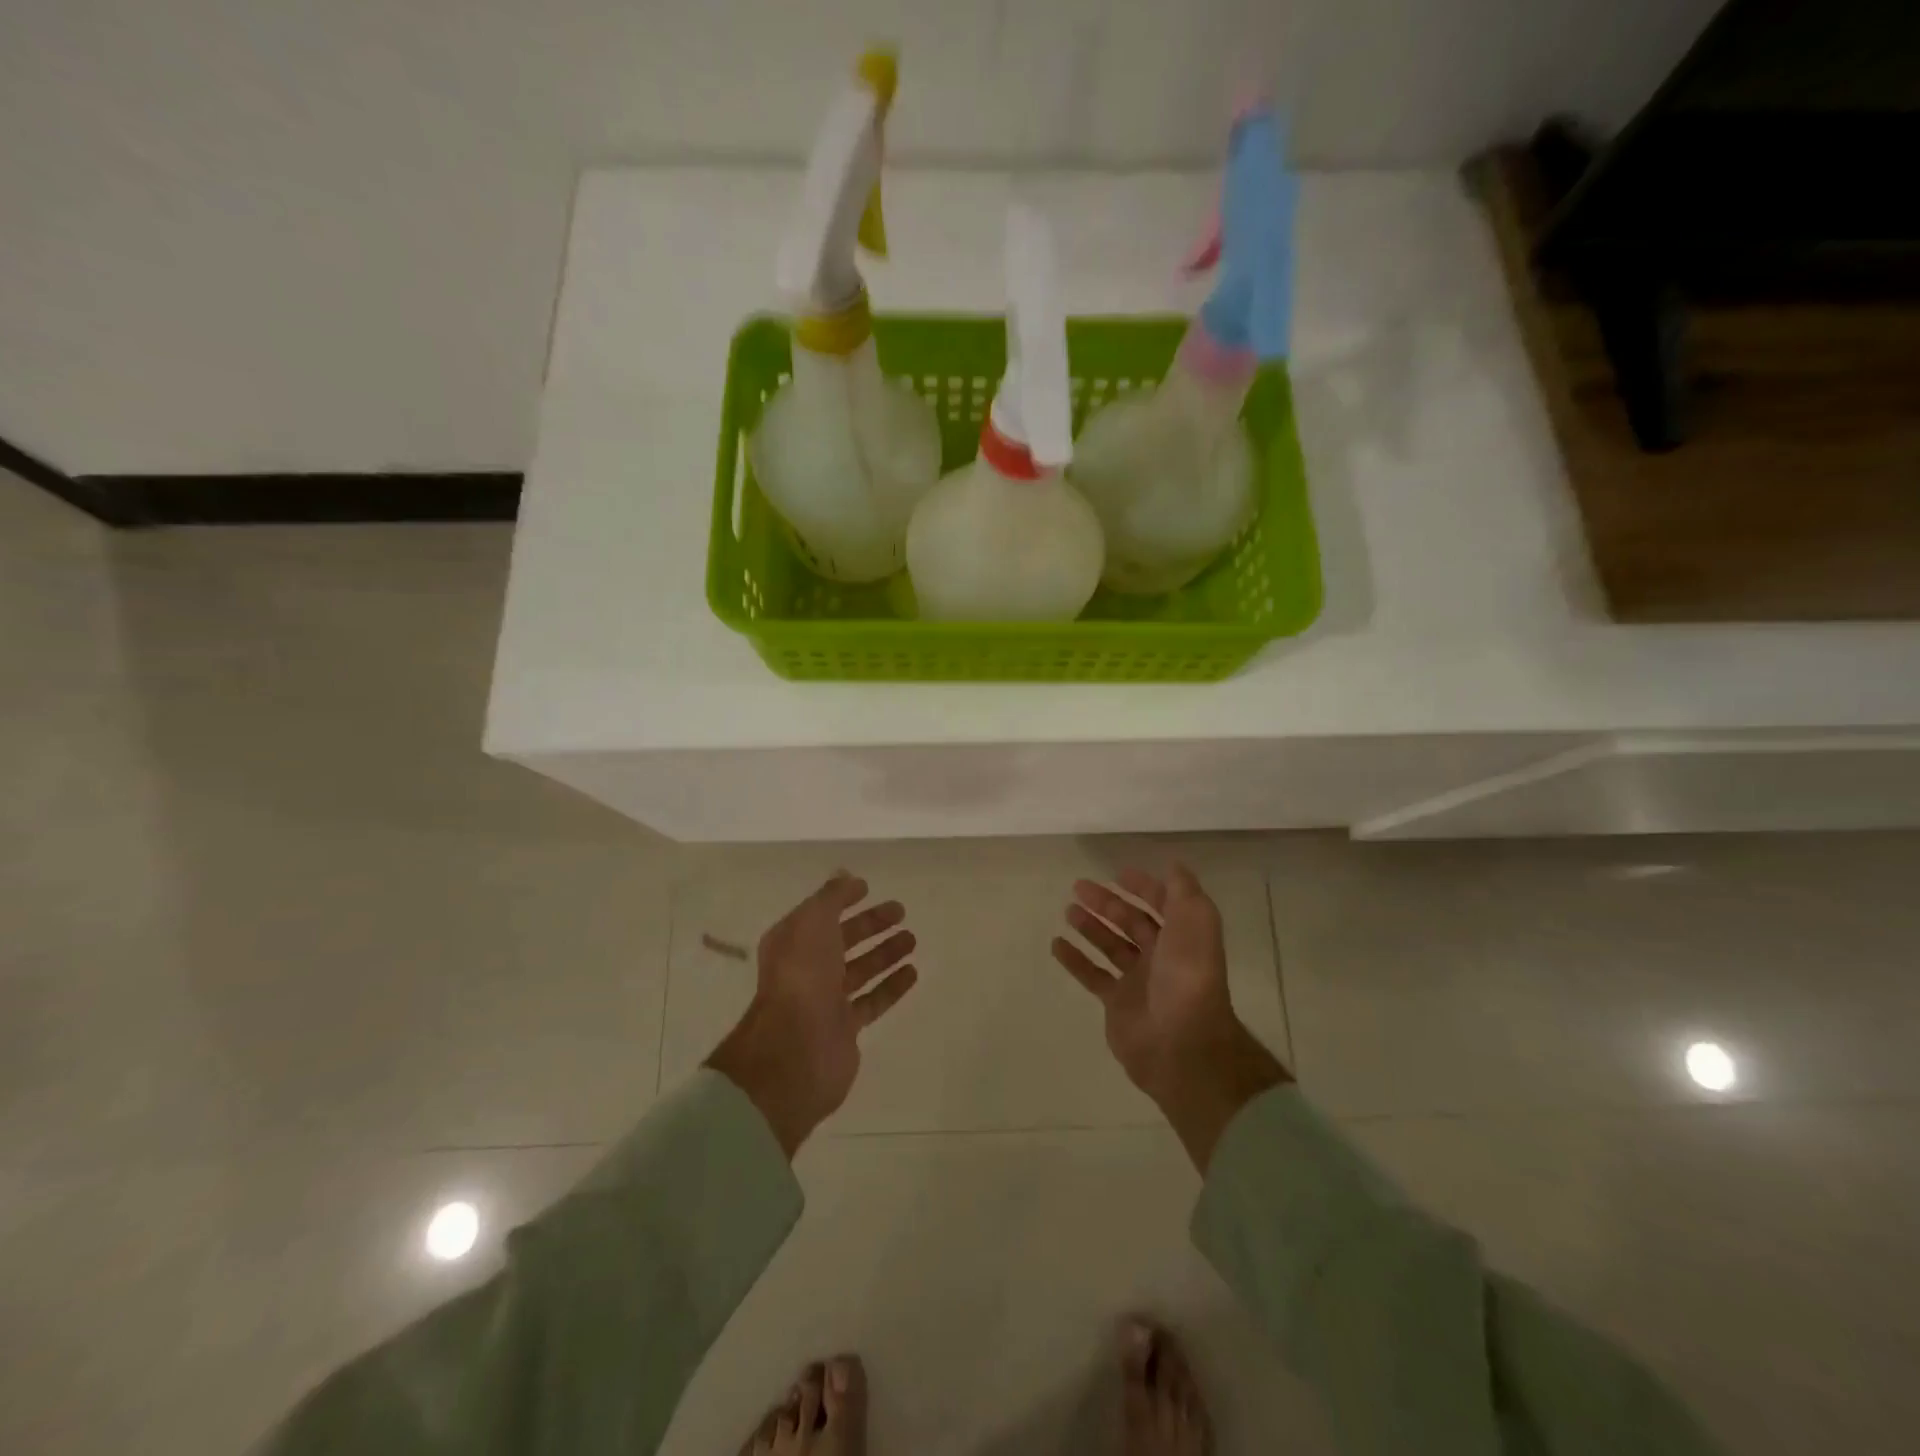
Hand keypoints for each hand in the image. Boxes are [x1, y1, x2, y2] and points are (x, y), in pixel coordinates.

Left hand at [707, 873, 917, 1157]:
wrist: (794, 1049)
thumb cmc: (801, 976)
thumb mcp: (812, 922)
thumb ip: (831, 897)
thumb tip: (845, 876)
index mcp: (793, 941)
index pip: (821, 914)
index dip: (842, 900)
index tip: (869, 888)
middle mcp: (806, 968)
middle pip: (842, 940)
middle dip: (871, 924)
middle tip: (901, 911)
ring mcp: (825, 1000)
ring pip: (860, 970)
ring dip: (885, 953)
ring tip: (912, 939)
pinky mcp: (844, 1028)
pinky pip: (872, 1001)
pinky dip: (891, 986)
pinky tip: (913, 972)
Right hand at [1052, 865, 1289, 1170]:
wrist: (1180, 1043)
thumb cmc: (1187, 977)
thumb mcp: (1194, 924)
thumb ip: (1183, 893)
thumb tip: (1175, 865)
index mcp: (1182, 937)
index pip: (1163, 905)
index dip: (1145, 887)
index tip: (1118, 873)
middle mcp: (1162, 957)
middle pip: (1131, 923)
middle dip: (1108, 903)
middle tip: (1078, 886)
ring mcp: (1138, 982)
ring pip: (1110, 946)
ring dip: (1090, 927)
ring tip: (1068, 910)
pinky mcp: (1117, 1004)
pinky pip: (1093, 976)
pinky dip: (1075, 960)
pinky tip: (1057, 944)